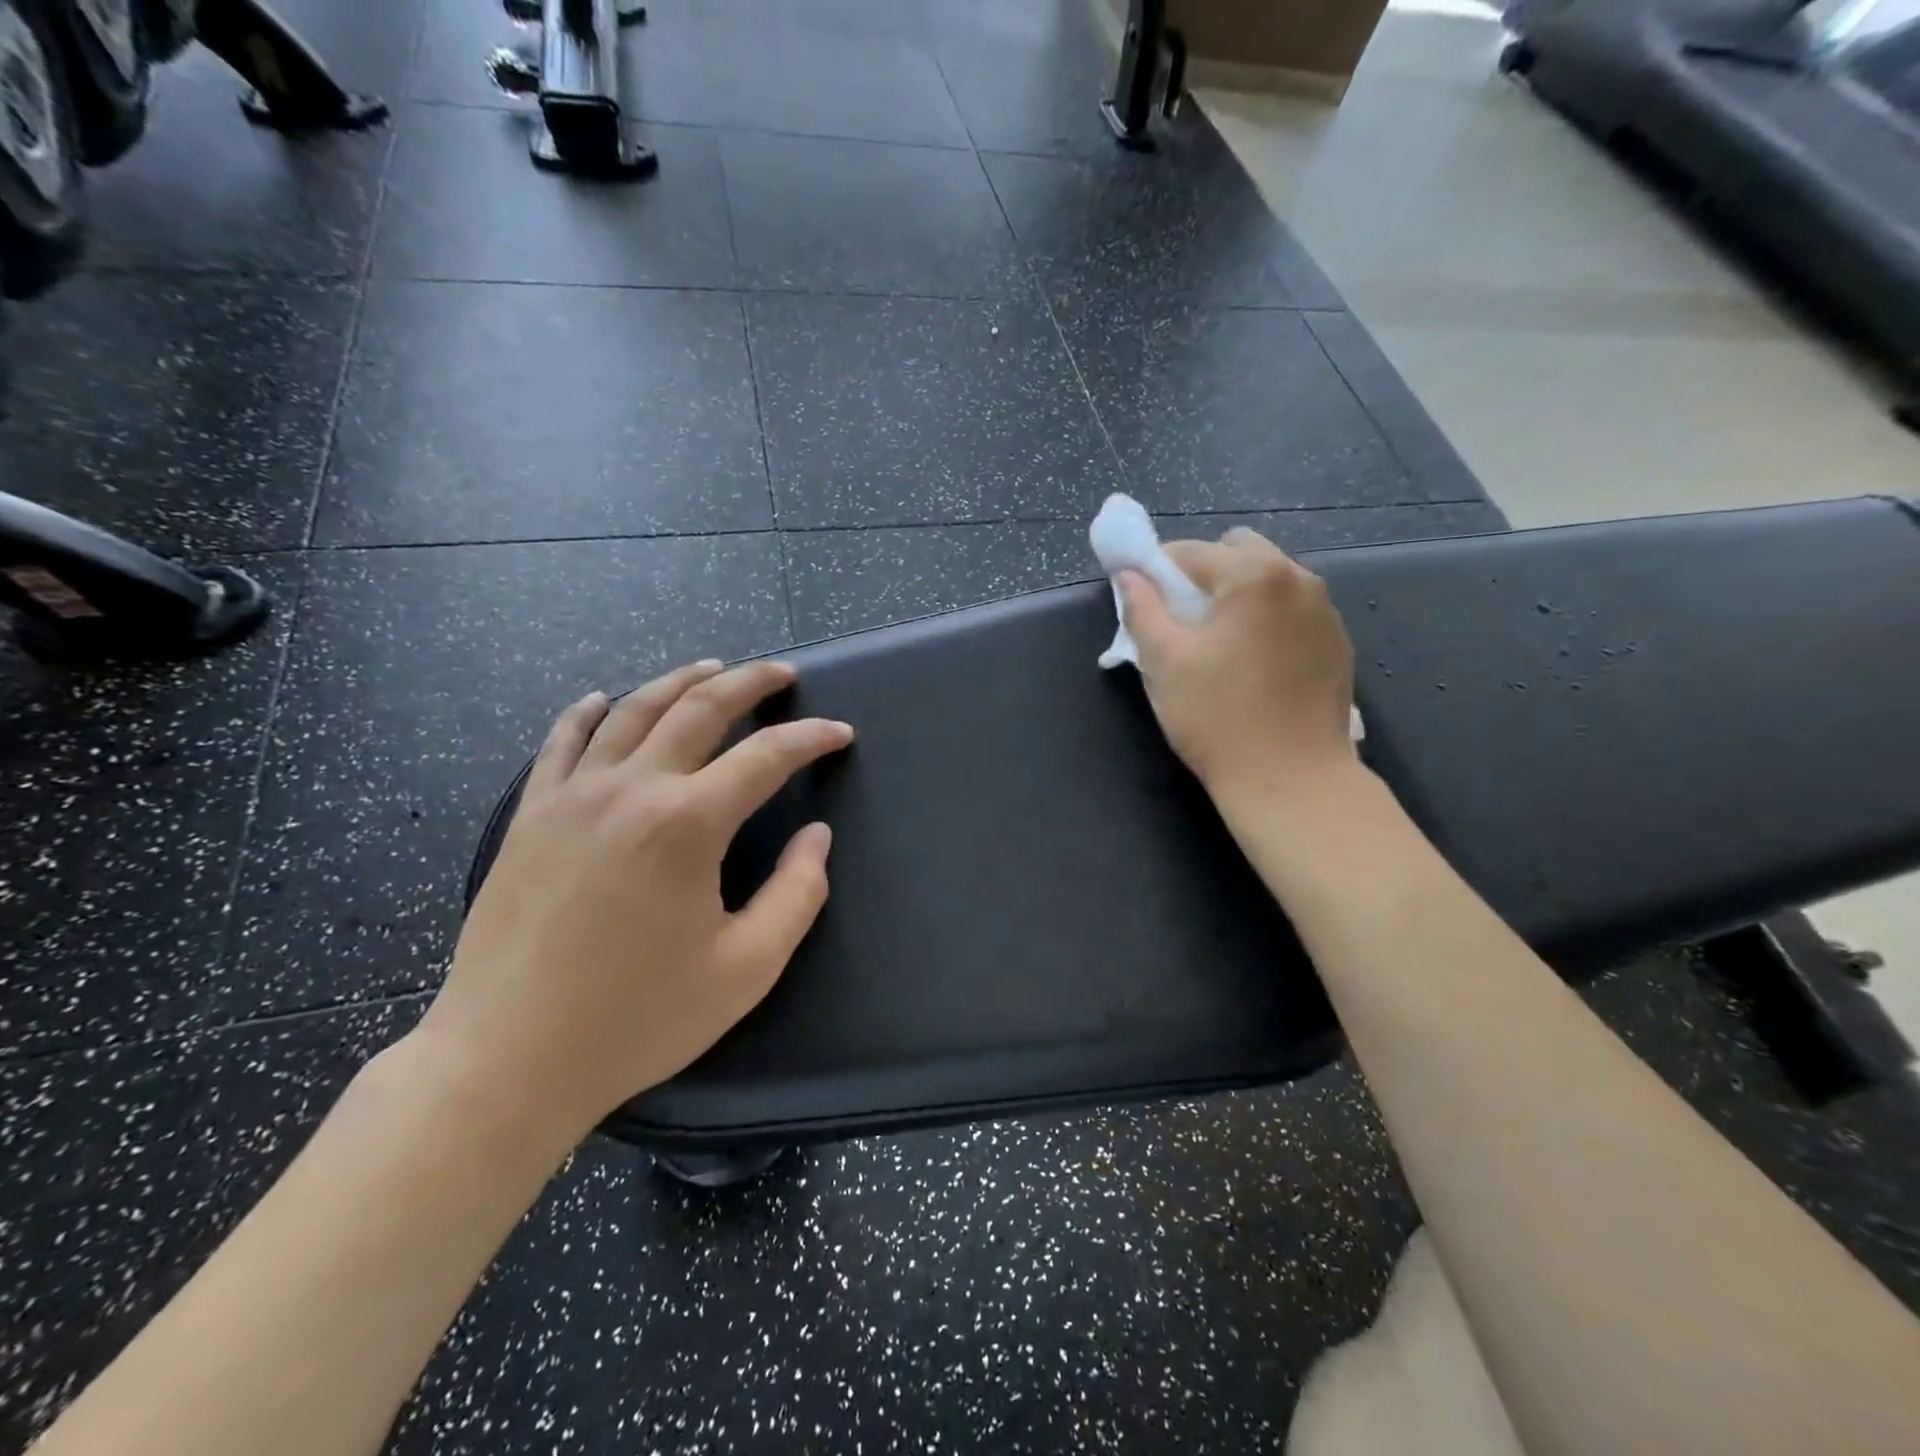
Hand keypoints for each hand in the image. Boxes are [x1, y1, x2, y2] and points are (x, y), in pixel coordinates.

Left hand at [414, 659, 852, 1143]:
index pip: (766, 756)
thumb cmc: (638, 1019)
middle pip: (699, 709)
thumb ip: (798, 894)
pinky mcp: (530, 815)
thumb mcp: (747, 969)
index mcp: (688, 824)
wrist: (507, 1059)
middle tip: (783, 674)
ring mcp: (572, 796)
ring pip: (633, 711)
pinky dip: (589, 711)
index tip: (840, 734)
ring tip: (713, 667)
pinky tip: (604, 698)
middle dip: (750, 683)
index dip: (811, 739)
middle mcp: (631, 789)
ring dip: (679, 681)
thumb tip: (816, 836)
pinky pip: (562, 742)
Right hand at [1117, 528, 1356, 803]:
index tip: (1142, 601)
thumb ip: (1142, 608)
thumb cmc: (1217, 717)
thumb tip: (1129, 575)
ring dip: (1237, 597)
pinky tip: (1252, 666)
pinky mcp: (1337, 645)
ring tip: (1217, 646)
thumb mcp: (1163, 662)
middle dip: (1203, 575)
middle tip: (1181, 622)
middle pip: (1238, 553)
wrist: (1292, 781)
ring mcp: (1326, 612)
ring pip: (1269, 581)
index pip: (1191, 551)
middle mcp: (1299, 579)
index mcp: (1255, 575)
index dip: (1156, 571)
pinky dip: (1266, 621)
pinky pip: (1292, 613)